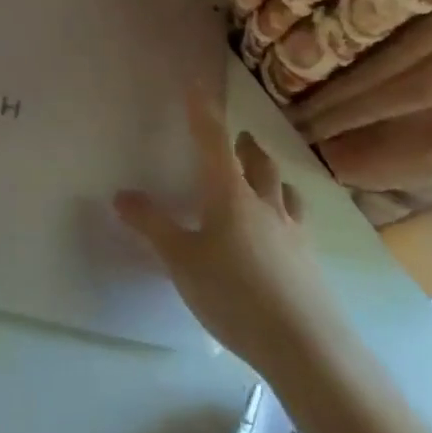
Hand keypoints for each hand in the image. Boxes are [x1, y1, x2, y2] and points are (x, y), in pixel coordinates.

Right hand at [114, 86, 341, 360]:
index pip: (213, 141)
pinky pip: (297, 223)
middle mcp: (265, 205)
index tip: (197, 86)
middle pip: (258, 164)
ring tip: (267, 179)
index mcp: (230, 194)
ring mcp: (293, 234)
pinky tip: (281, 234)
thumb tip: (121, 195)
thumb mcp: (181, 260)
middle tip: (240, 137)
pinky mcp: (309, 264)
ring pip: (285, 192)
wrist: (305, 347)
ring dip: (272, 178)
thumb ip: (152, 226)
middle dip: (246, 146)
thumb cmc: (234, 294)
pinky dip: (286, 212)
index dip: (203, 112)